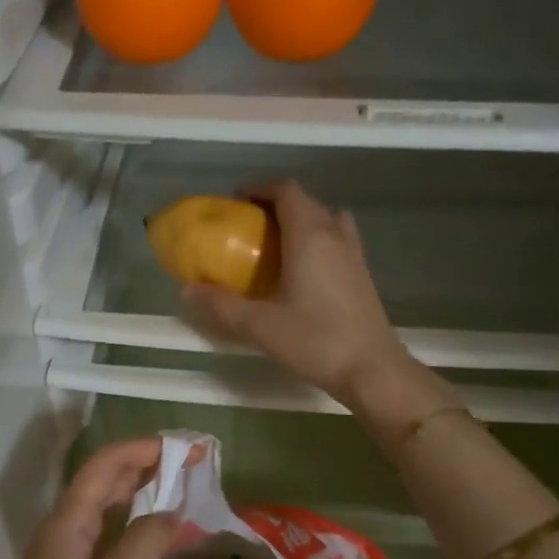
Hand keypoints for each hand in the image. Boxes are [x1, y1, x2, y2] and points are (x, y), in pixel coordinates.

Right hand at [183, 180, 408, 408]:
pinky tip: (302, 272)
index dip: (259, 189)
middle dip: (276, 206)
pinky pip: (338, 240)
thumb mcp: (260, 325)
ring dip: (301, 221)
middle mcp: (334, 235)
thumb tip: (187, 290)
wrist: (372, 369)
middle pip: (306, 202)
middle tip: (249, 229)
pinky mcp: (362, 274)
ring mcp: (353, 254)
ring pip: (326, 219)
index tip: (236, 204)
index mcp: (309, 236)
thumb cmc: (316, 340)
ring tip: (277, 246)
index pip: (286, 190)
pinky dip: (317, 241)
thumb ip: (221, 306)